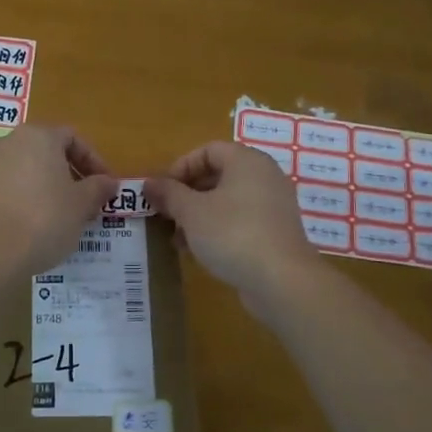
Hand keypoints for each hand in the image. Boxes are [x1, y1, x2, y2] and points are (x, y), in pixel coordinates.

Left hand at [0, 125, 119, 281]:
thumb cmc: (43, 221)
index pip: (72, 138)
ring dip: (40, 188)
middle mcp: (6, 142)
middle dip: (66, 175)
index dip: (93, 161)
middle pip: (44, 152)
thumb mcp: (81, 205)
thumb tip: (108, 182)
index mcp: (37, 137)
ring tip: (54, 218)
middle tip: (82, 204)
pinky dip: (15, 202)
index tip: (104, 187)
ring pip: (20, 171)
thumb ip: (97, 188)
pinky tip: (23, 229)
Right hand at [146, 142, 318, 301]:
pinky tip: (199, 250)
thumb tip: (149, 183)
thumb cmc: (232, 234)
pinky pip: (241, 220)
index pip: (208, 150)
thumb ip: (169, 193)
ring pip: (228, 201)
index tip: (163, 191)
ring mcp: (273, 205)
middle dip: (187, 194)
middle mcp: (264, 176)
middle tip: (166, 214)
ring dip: (199, 215)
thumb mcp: (192, 212)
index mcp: (246, 161)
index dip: (181, 167)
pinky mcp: (275, 232)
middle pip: (218, 175)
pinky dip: (218, 229)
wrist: (281, 281)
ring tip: (177, 238)